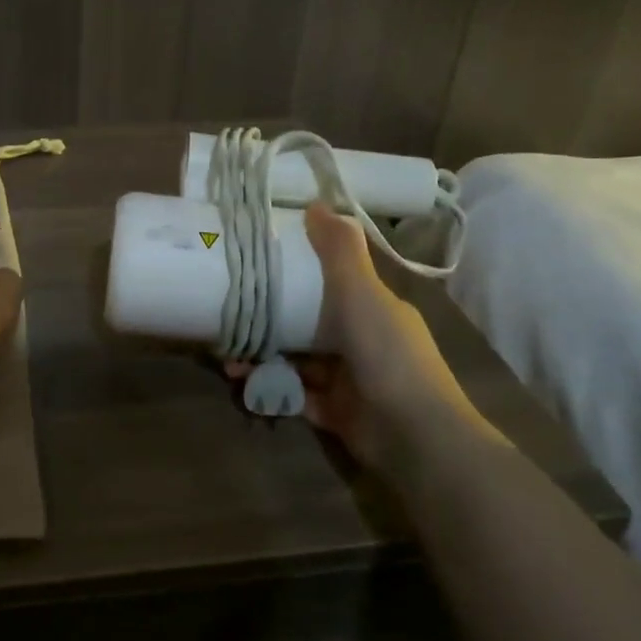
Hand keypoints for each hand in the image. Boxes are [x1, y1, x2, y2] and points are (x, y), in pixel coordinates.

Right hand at [228, 203, 479, 468]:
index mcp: (373, 307)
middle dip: (269, 317)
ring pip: (295, 359)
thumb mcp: (362, 293)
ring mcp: (348, 378)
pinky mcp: (334, 412)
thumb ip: (340, 251)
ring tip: (227, 355)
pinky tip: (241, 380)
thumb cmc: (386, 354)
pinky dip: (269, 386)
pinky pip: (293, 393)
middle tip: (231, 310)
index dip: (300, 268)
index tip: (261, 259)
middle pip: (308, 320)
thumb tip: (316, 203)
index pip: (334, 279)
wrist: (413, 437)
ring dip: (262, 354)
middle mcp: (361, 339)